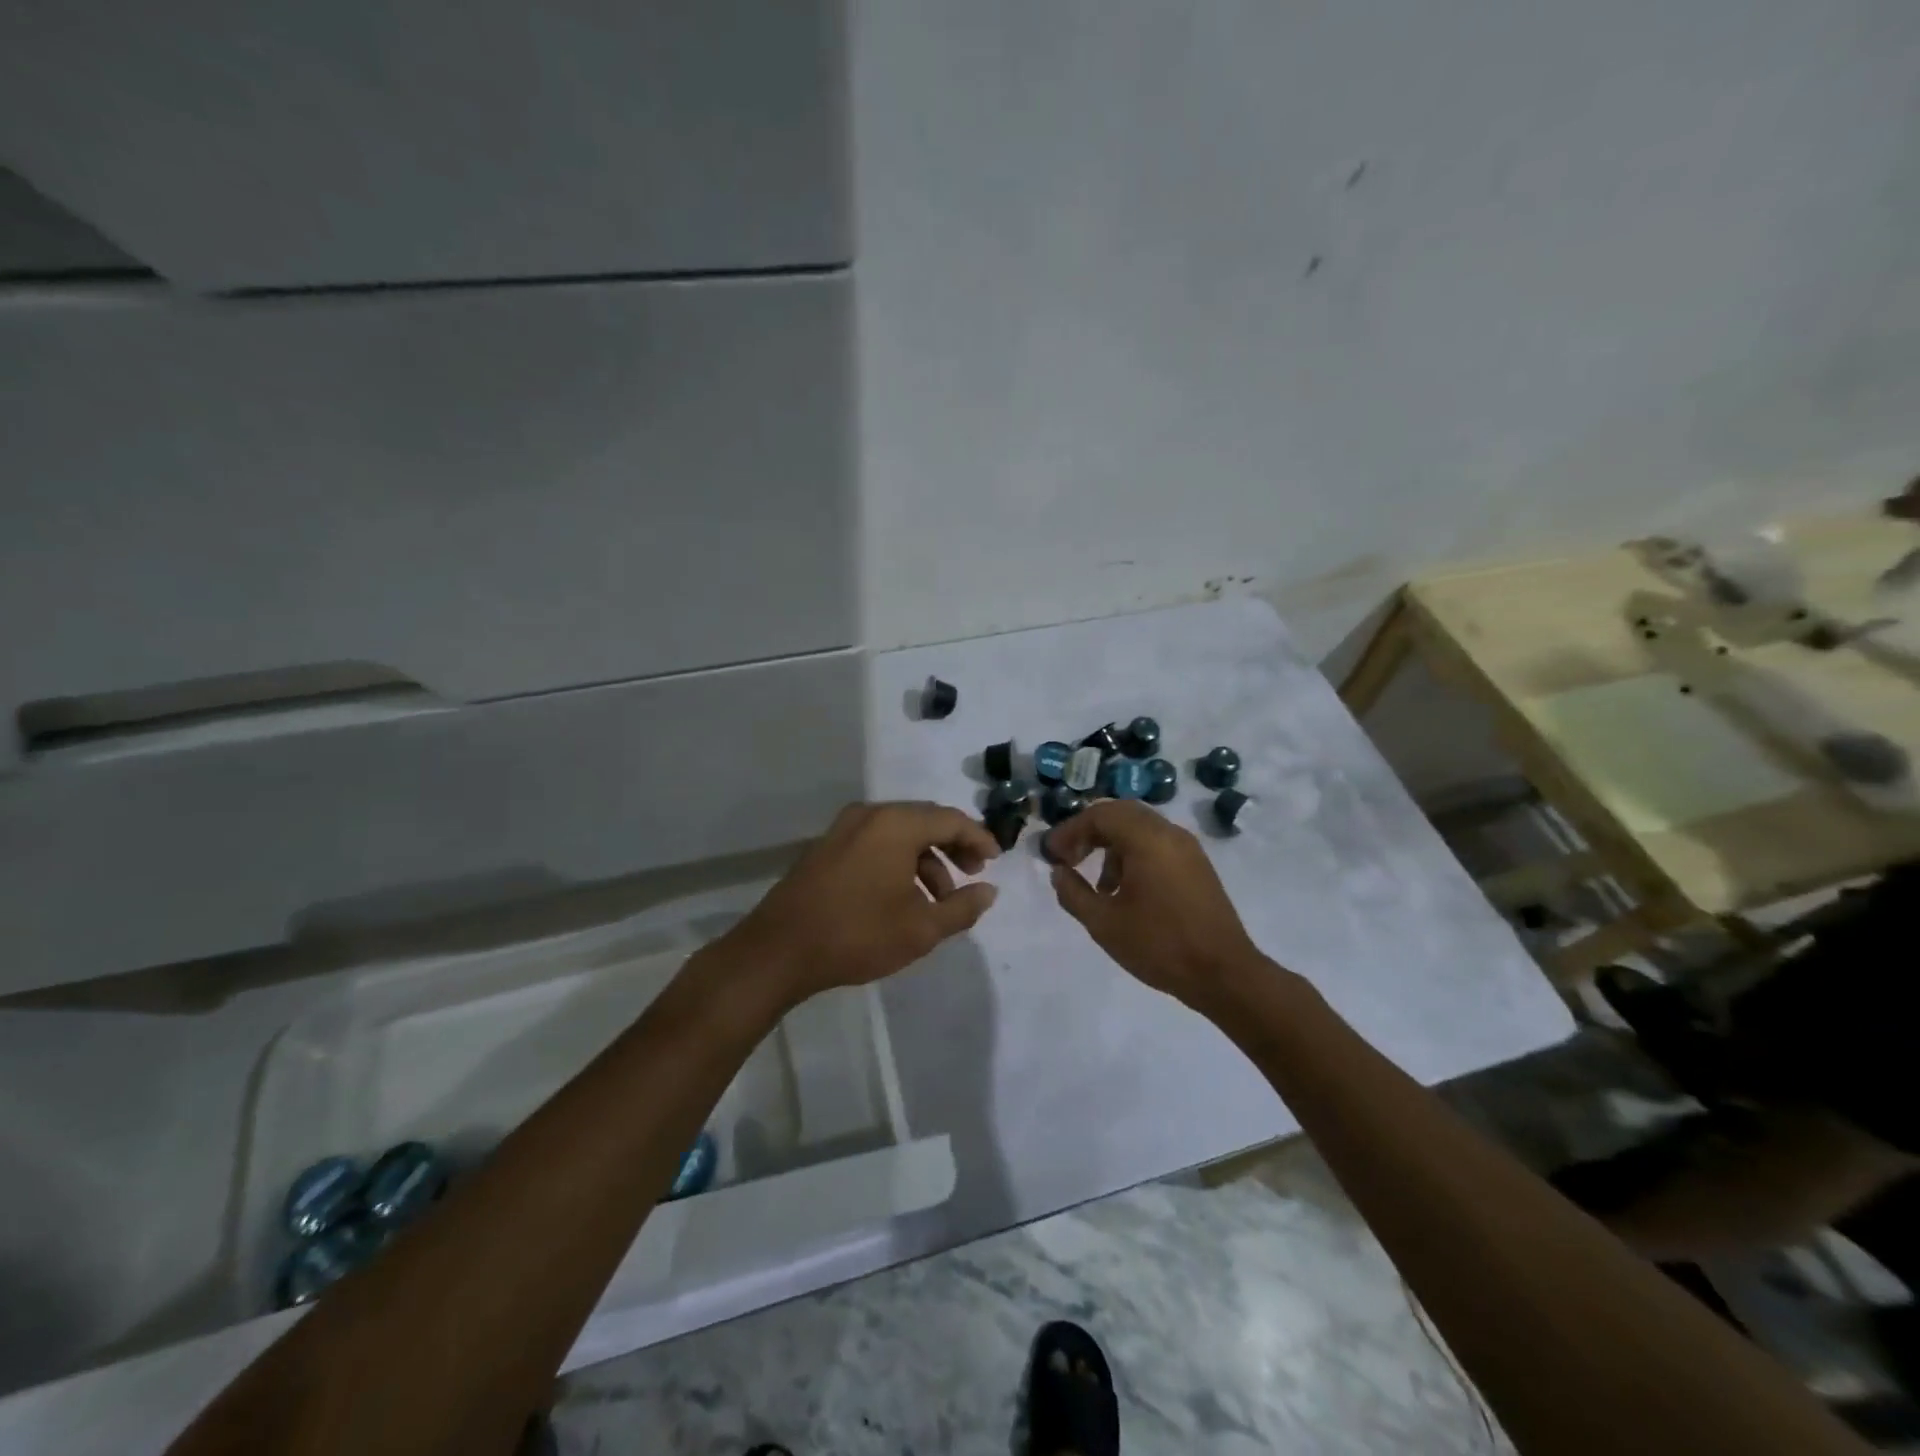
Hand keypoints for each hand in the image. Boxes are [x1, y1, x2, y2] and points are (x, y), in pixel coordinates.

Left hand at [726, 801, 1000, 1003]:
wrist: (779, 949)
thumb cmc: (858, 934)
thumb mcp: (921, 928)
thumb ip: (962, 907)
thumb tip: (989, 892)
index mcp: (896, 824)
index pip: (951, 819)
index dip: (979, 838)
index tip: (996, 861)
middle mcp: (870, 814)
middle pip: (925, 820)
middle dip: (953, 846)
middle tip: (972, 875)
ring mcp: (844, 828)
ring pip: (899, 833)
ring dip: (925, 859)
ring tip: (938, 899)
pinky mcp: (827, 846)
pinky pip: (876, 842)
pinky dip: (899, 861)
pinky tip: (903, 897)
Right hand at [1047, 800, 1263, 1004]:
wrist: (1224, 974)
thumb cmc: (1159, 945)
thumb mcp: (1104, 923)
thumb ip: (1073, 893)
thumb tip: (1058, 872)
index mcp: (1146, 839)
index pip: (1099, 815)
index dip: (1069, 831)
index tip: (1051, 855)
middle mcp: (1169, 833)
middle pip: (1120, 814)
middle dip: (1089, 832)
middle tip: (1068, 858)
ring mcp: (1188, 848)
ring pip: (1140, 829)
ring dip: (1112, 846)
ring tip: (1098, 886)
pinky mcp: (1197, 866)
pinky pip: (1157, 845)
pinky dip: (1134, 856)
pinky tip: (1126, 892)